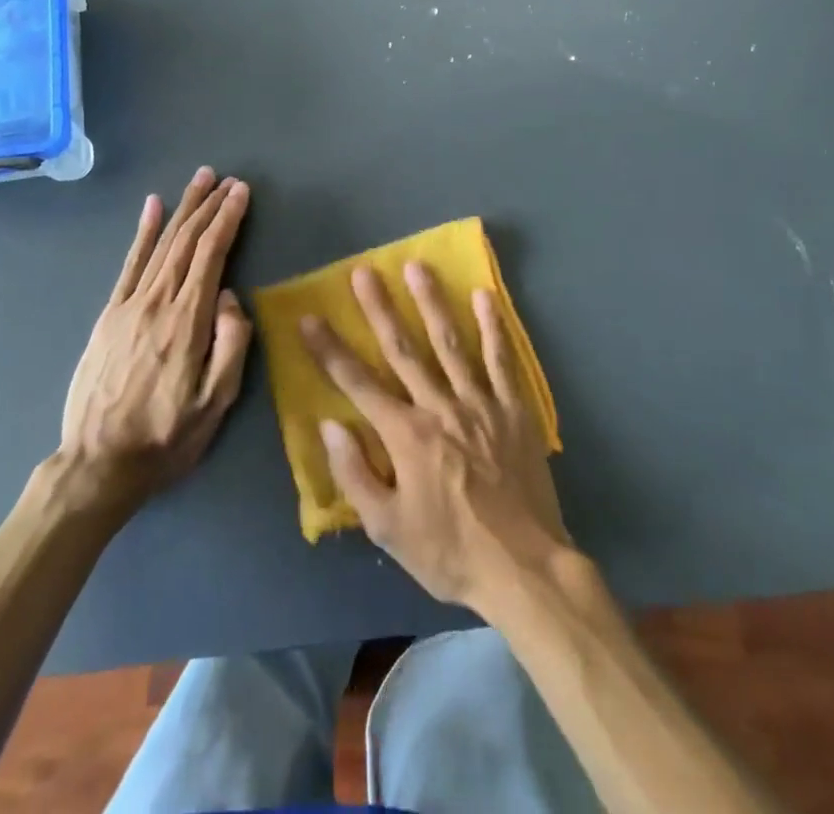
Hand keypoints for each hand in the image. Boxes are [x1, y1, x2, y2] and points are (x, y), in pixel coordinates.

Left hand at [58, 167, 252, 513]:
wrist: (97, 464)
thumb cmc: (167, 437)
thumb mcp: (216, 403)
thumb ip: (232, 344)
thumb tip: (231, 297)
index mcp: (188, 321)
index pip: (212, 255)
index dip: (228, 219)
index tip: (241, 192)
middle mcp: (157, 302)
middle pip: (187, 241)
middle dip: (209, 206)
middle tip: (226, 179)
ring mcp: (129, 306)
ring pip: (161, 245)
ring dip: (183, 209)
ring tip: (200, 181)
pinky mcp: (109, 316)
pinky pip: (129, 264)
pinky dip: (143, 232)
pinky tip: (153, 207)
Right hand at [300, 262, 570, 614]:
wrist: (523, 567)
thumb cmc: (449, 551)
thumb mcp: (389, 529)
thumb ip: (356, 474)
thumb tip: (329, 425)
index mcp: (406, 436)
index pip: (358, 384)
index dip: (330, 350)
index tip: (310, 318)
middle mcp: (440, 407)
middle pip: (403, 350)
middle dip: (379, 309)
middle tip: (364, 271)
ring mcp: (480, 403)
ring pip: (450, 343)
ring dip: (431, 303)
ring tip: (417, 266)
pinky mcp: (514, 408)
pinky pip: (501, 360)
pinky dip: (493, 327)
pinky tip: (483, 297)